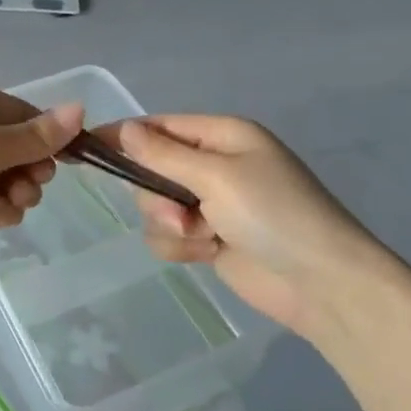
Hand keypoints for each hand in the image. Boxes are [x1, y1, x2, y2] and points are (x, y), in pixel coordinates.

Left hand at [0, 83, 84, 265]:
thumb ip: (36, 136)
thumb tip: (81, 108)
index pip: (26, 115)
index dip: (48, 139)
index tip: (64, 165)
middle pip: (18, 149)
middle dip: (29, 172)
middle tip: (28, 189)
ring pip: (4, 178)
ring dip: (13, 195)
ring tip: (6, 207)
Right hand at [110, 115, 403, 337]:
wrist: (323, 285)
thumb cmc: (274, 214)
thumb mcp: (217, 176)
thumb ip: (163, 155)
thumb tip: (124, 128)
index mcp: (224, 136)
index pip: (161, 126)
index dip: (125, 135)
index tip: (87, 146)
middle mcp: (216, 165)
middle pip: (153, 169)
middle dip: (157, 195)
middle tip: (180, 213)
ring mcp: (214, 204)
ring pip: (157, 206)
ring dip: (170, 225)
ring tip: (201, 238)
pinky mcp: (212, 239)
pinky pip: (171, 235)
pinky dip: (182, 246)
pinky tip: (207, 254)